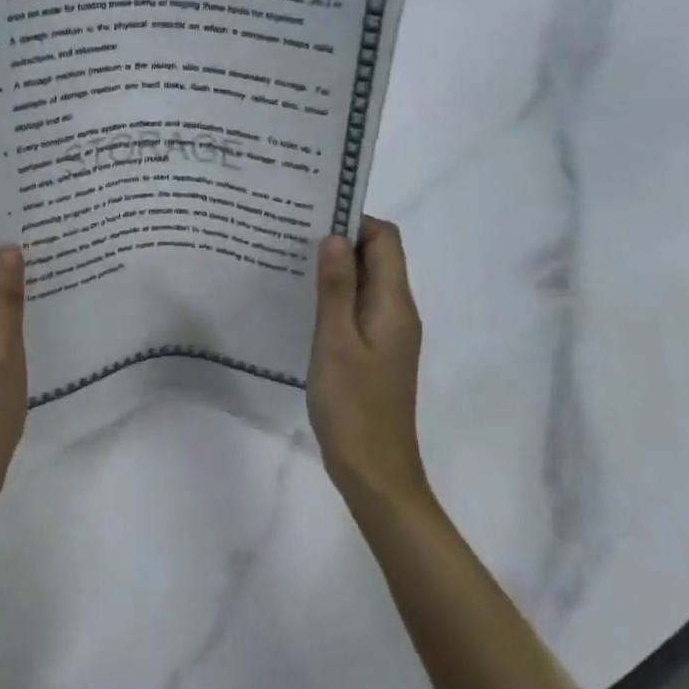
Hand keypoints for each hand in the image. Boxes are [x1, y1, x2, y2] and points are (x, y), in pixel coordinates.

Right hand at [307, 217, 427, 508]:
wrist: (375, 472)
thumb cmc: (354, 406)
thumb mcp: (336, 342)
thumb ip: (337, 288)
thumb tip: (335, 236)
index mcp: (394, 304)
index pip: (385, 240)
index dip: (355, 220)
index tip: (313, 216)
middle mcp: (397, 312)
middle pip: (377, 257)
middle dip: (340, 240)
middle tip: (292, 234)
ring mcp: (388, 333)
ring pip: (365, 283)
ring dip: (335, 269)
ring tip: (290, 261)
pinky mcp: (375, 351)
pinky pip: (358, 308)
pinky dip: (335, 296)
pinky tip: (302, 302)